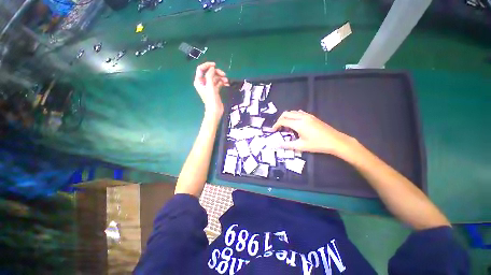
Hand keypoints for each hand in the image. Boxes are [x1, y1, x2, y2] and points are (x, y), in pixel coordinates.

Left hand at [193, 62, 229, 118]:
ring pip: (215, 78)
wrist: (215, 111)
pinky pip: (218, 83)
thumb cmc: (211, 99)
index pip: (201, 69)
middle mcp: (203, 83)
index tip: (215, 65)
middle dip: (217, 72)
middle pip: (209, 73)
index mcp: (199, 81)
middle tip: (224, 74)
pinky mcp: (215, 90)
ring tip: (227, 81)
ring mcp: (210, 87)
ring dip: (221, 78)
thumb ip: (210, 76)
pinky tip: (227, 84)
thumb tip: (212, 67)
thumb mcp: (210, 86)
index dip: (207, 65)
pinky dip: (222, 82)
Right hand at [272, 110, 355, 156]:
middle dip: (280, 119)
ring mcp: (308, 116)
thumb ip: (287, 145)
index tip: (273, 130)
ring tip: (286, 126)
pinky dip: (294, 116)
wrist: (335, 141)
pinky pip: (299, 113)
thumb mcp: (301, 146)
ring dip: (287, 117)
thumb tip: (277, 145)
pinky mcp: (312, 116)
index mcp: (298, 124)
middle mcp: (302, 117)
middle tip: (278, 128)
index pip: (283, 121)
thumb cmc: (317, 144)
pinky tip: (295, 123)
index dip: (276, 125)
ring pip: (293, 112)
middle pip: (286, 113)